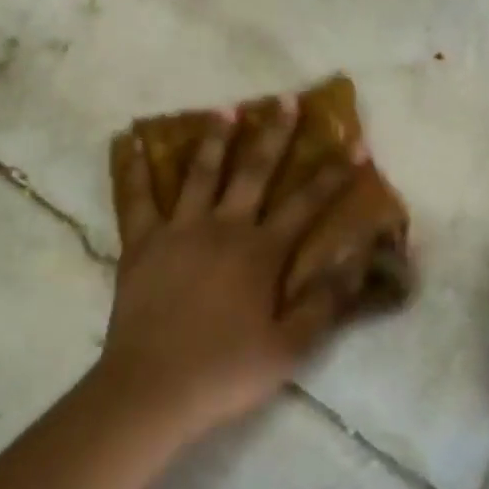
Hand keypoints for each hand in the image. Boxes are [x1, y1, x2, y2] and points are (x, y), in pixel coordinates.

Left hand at [92, 98, 365, 442]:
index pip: (307, 204)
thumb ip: (324, 302)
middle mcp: (223, 227)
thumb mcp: (290, 347)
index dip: (334, 174)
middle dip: (275, 135)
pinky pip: (136, 198)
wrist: (154, 387)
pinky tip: (133, 143)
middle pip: (254, 172)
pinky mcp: (142, 243)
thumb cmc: (226, 370)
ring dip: (215, 139)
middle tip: (285, 101)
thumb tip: (355, 261)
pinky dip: (134, 169)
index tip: (354, 144)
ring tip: (226, 109)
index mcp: (261, 252)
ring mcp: (179, 230)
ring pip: (200, 173)